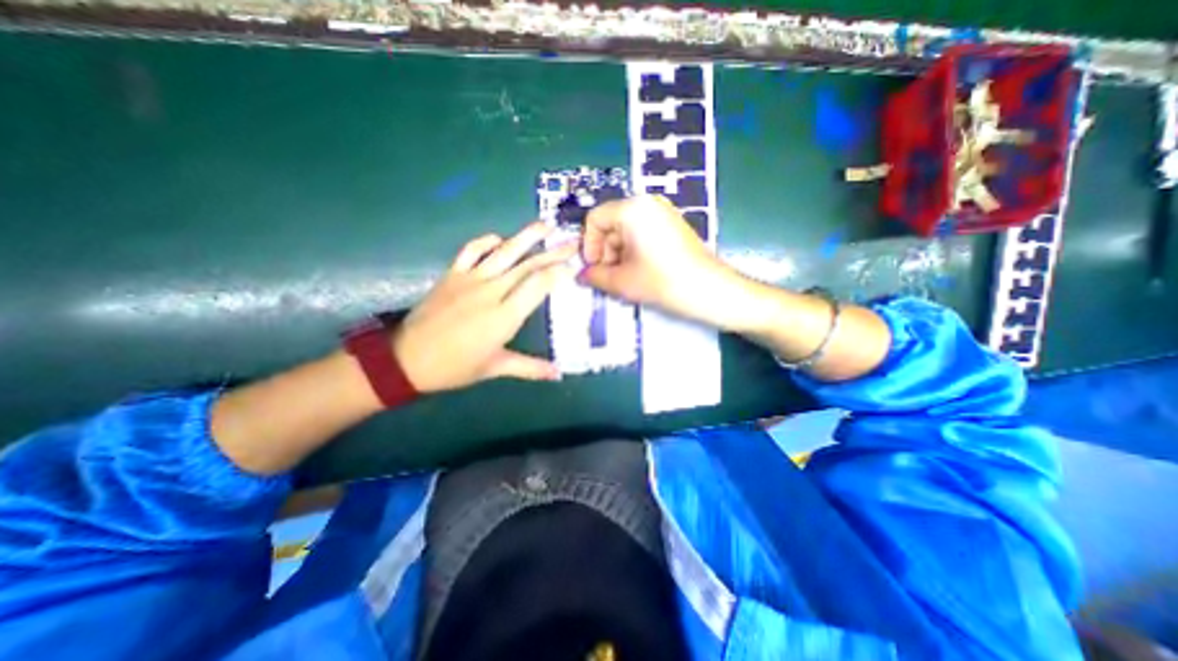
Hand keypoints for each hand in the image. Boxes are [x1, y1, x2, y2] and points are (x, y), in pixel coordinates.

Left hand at [396, 224, 578, 395]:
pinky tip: (499, 239)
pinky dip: (487, 241)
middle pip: (527, 266)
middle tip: (571, 242)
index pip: (537, 285)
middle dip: (553, 253)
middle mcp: (491, 292)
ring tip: (545, 225)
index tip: (573, 265)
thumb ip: (529, 368)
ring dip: (526, 237)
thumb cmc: (455, 367)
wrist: (406, 359)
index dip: (557, 272)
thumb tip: (558, 374)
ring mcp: (470, 279)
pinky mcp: (452, 274)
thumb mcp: (495, 369)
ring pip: (503, 252)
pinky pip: (471, 250)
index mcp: (504, 316)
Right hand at [582, 194, 742, 326]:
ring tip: (625, 277)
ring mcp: (663, 212)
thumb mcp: (622, 281)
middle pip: (611, 223)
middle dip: (604, 251)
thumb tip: (581, 275)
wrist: (709, 290)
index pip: (595, 219)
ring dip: (618, 253)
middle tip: (609, 276)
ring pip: (626, 229)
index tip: (593, 268)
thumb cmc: (662, 282)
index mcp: (632, 209)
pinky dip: (634, 250)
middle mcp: (647, 203)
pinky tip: (640, 271)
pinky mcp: (673, 224)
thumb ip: (594, 276)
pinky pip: (642, 232)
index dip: (589, 245)